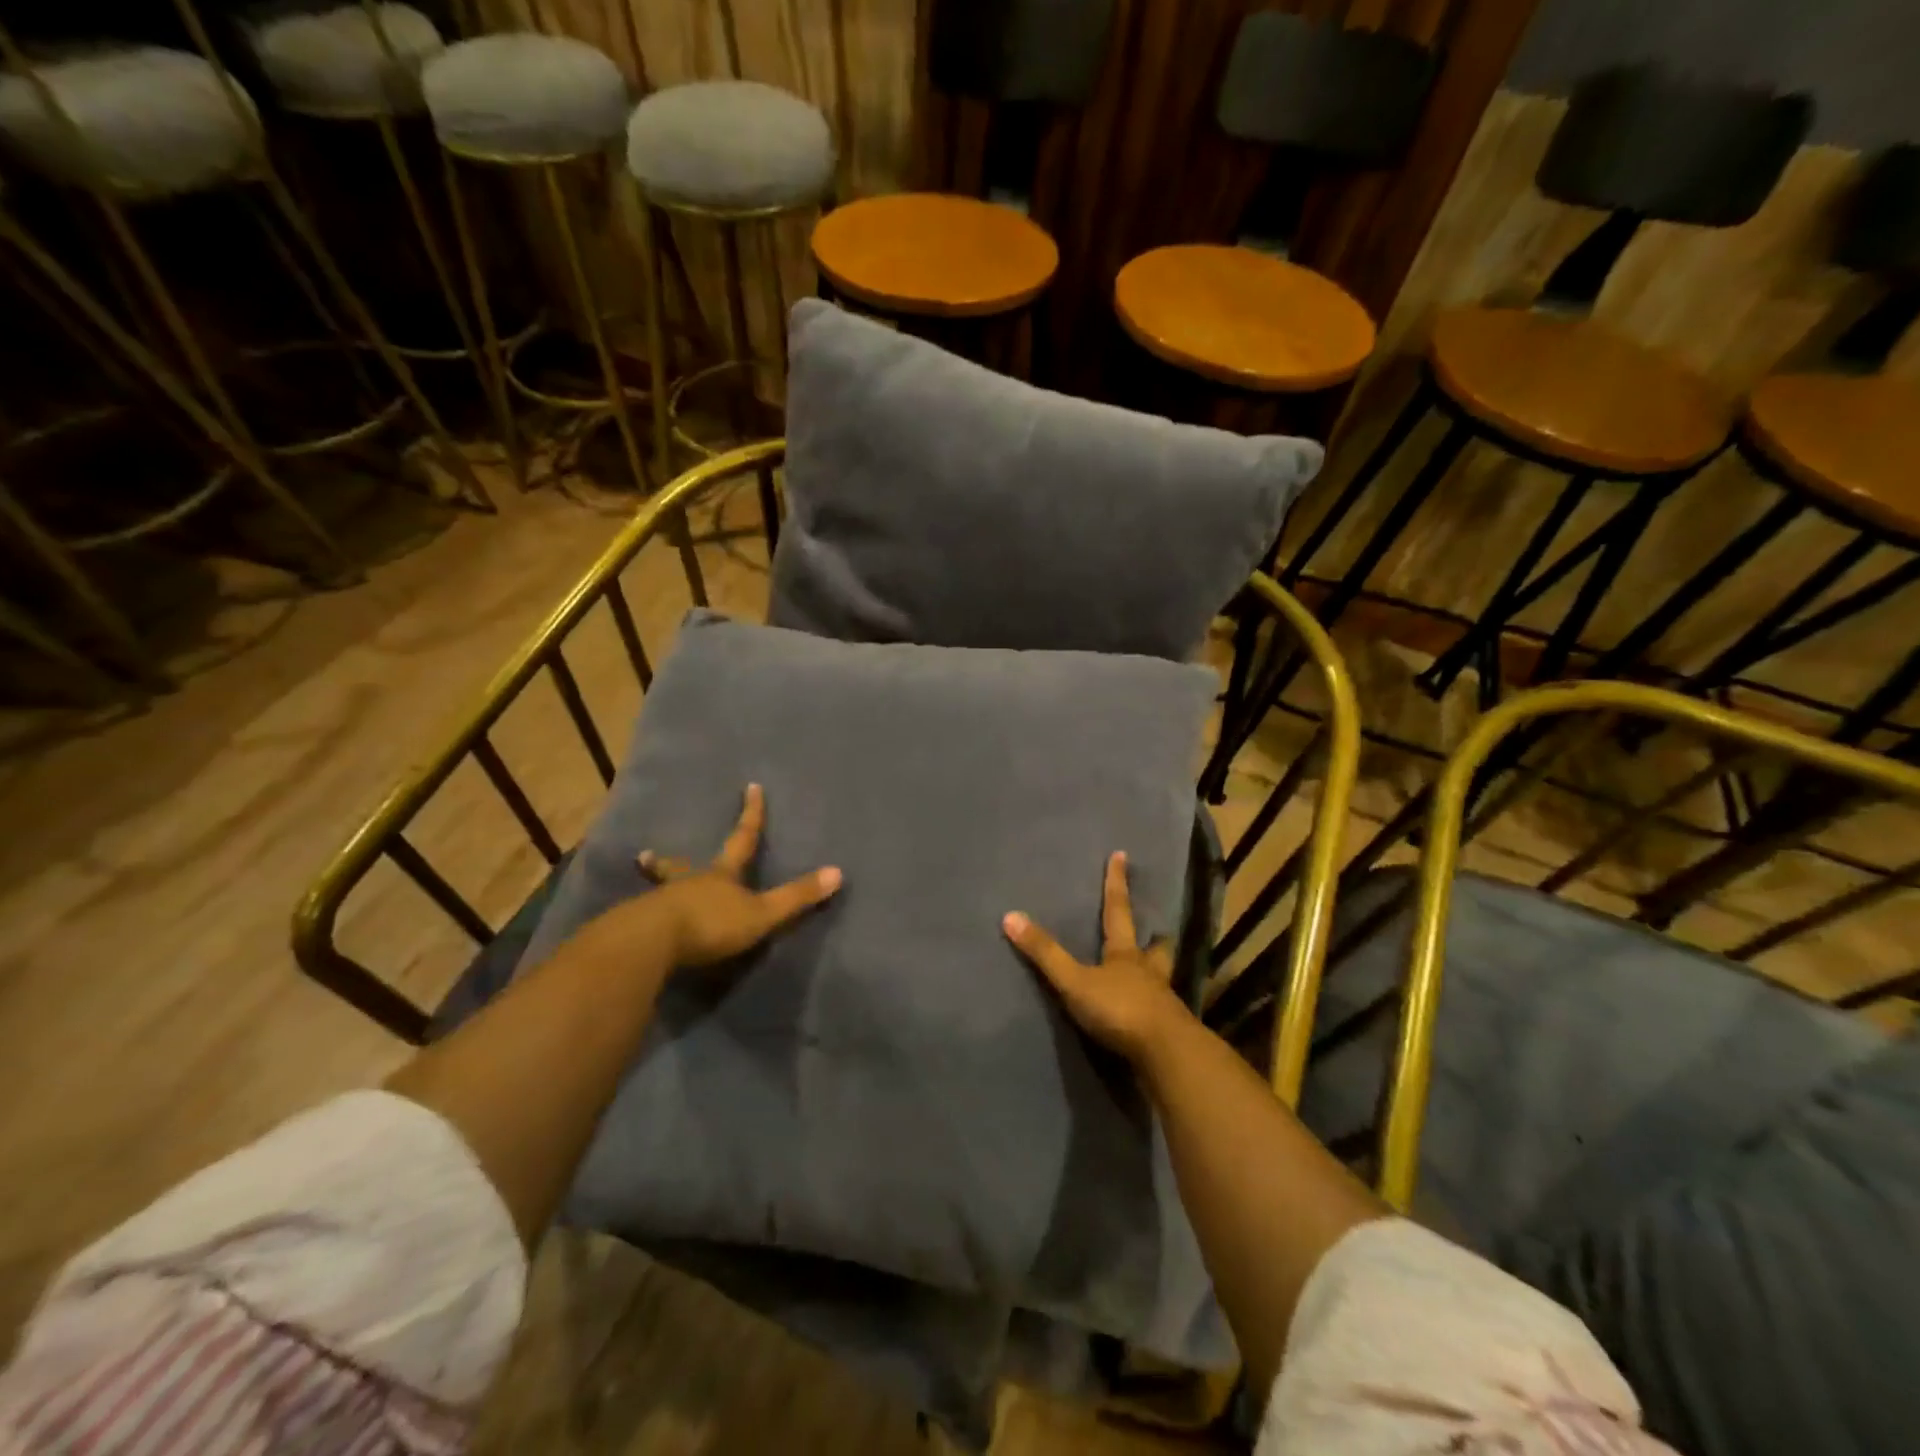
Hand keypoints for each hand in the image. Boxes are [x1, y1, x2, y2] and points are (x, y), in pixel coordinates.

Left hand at [637, 784, 842, 966]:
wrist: (653, 942)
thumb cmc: (712, 922)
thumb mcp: (762, 913)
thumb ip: (796, 896)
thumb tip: (838, 872)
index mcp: (722, 875)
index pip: (743, 839)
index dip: (751, 814)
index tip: (752, 787)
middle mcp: (691, 883)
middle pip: (684, 865)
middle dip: (672, 860)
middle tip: (649, 853)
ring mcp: (662, 903)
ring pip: (662, 889)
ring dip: (658, 882)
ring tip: (644, 878)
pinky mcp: (640, 927)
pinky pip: (645, 917)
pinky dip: (645, 915)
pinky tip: (638, 922)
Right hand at [1002, 851, 1191, 1065]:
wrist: (1165, 1054)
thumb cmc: (1119, 1009)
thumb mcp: (1074, 981)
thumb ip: (1045, 953)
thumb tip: (1010, 916)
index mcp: (1124, 954)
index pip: (1118, 910)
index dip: (1116, 883)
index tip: (1122, 855)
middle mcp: (1147, 971)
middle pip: (1154, 947)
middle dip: (1153, 937)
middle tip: (1156, 930)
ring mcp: (1161, 1000)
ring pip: (1161, 977)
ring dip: (1157, 970)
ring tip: (1153, 969)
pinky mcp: (1167, 1029)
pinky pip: (1161, 1010)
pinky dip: (1155, 1006)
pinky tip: (1150, 1012)